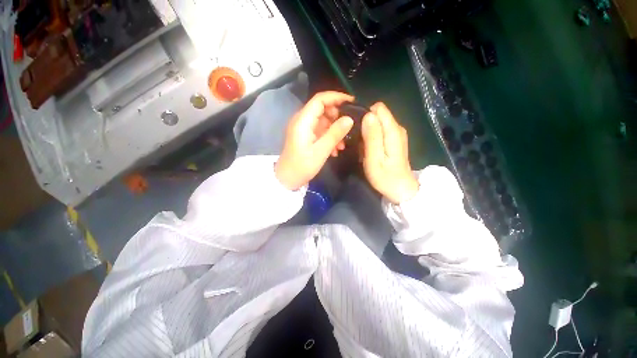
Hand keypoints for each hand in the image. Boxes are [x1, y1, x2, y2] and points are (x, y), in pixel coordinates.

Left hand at [275, 91, 354, 189]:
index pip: (320, 99)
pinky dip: (328, 137)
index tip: (352, 102)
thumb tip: (349, 119)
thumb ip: (335, 133)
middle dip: (337, 117)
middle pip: (322, 109)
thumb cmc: (302, 166)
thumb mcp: (321, 151)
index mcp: (303, 121)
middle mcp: (302, 121)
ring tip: (342, 145)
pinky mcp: (305, 136)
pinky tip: (335, 150)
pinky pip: (319, 131)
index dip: (336, 97)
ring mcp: (303, 129)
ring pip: (323, 121)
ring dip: (334, 130)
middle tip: (348, 128)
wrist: (287, 179)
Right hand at [362, 102, 418, 203]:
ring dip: (366, 134)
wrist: (400, 189)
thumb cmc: (385, 177)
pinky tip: (368, 151)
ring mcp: (396, 134)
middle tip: (357, 143)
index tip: (356, 128)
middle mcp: (397, 128)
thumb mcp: (374, 159)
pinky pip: (379, 132)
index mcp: (393, 131)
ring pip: (376, 124)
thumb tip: (368, 115)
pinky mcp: (394, 140)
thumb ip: (372, 136)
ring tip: (362, 149)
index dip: (365, 114)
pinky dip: (371, 139)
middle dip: (364, 125)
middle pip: (377, 115)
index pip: (378, 108)